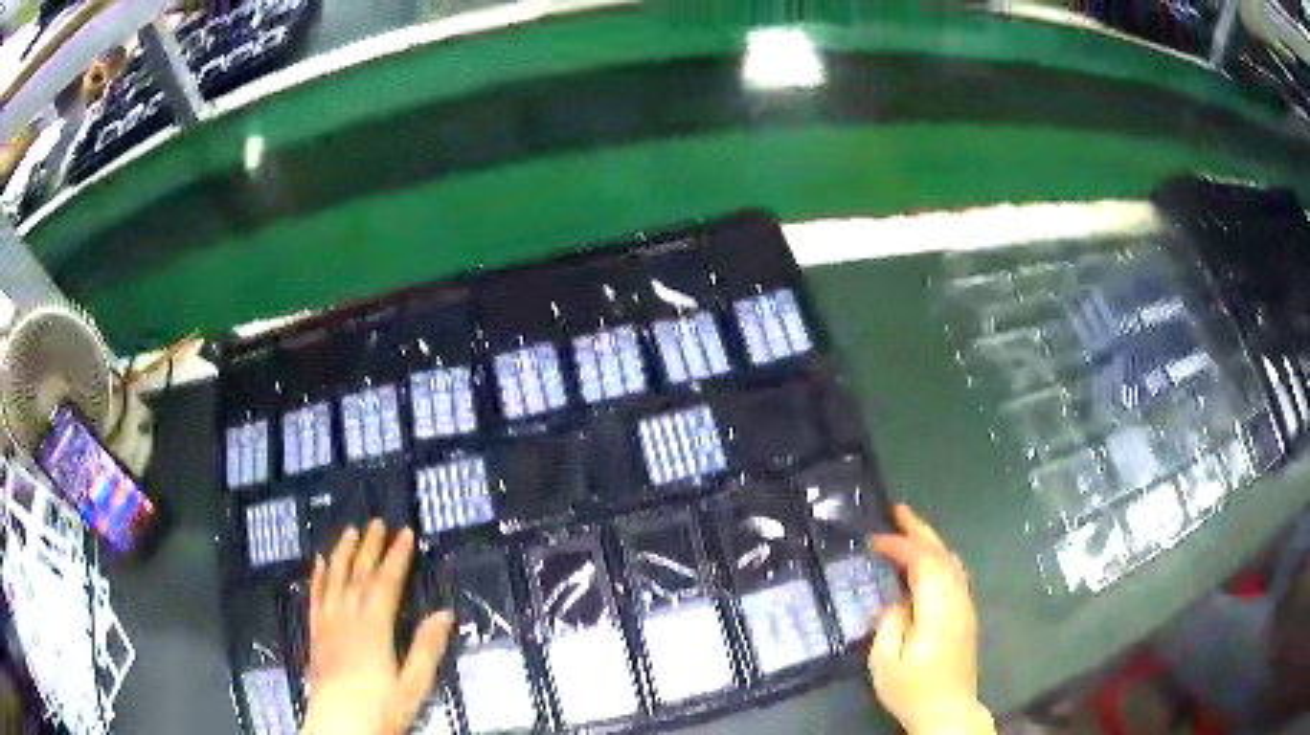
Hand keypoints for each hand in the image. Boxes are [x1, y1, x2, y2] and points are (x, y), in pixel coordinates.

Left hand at [303, 520, 454, 734]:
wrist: (339, 724)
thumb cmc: (381, 707)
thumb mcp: (414, 684)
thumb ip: (427, 648)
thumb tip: (445, 613)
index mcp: (374, 626)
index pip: (387, 582)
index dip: (397, 556)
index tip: (406, 533)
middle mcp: (348, 616)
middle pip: (359, 574)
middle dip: (370, 547)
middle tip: (377, 522)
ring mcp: (328, 622)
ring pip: (335, 579)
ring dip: (343, 553)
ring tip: (350, 531)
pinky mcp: (316, 633)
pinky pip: (316, 596)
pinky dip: (319, 577)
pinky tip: (320, 563)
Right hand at [869, 505, 993, 734]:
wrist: (948, 709)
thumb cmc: (912, 689)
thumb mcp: (885, 662)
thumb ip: (889, 624)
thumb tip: (895, 601)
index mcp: (937, 608)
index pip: (922, 562)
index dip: (900, 545)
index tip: (875, 540)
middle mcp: (956, 600)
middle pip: (943, 554)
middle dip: (921, 529)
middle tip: (898, 510)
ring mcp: (965, 607)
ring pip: (953, 562)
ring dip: (932, 542)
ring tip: (910, 531)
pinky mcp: (966, 616)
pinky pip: (955, 574)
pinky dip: (939, 559)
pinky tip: (927, 563)